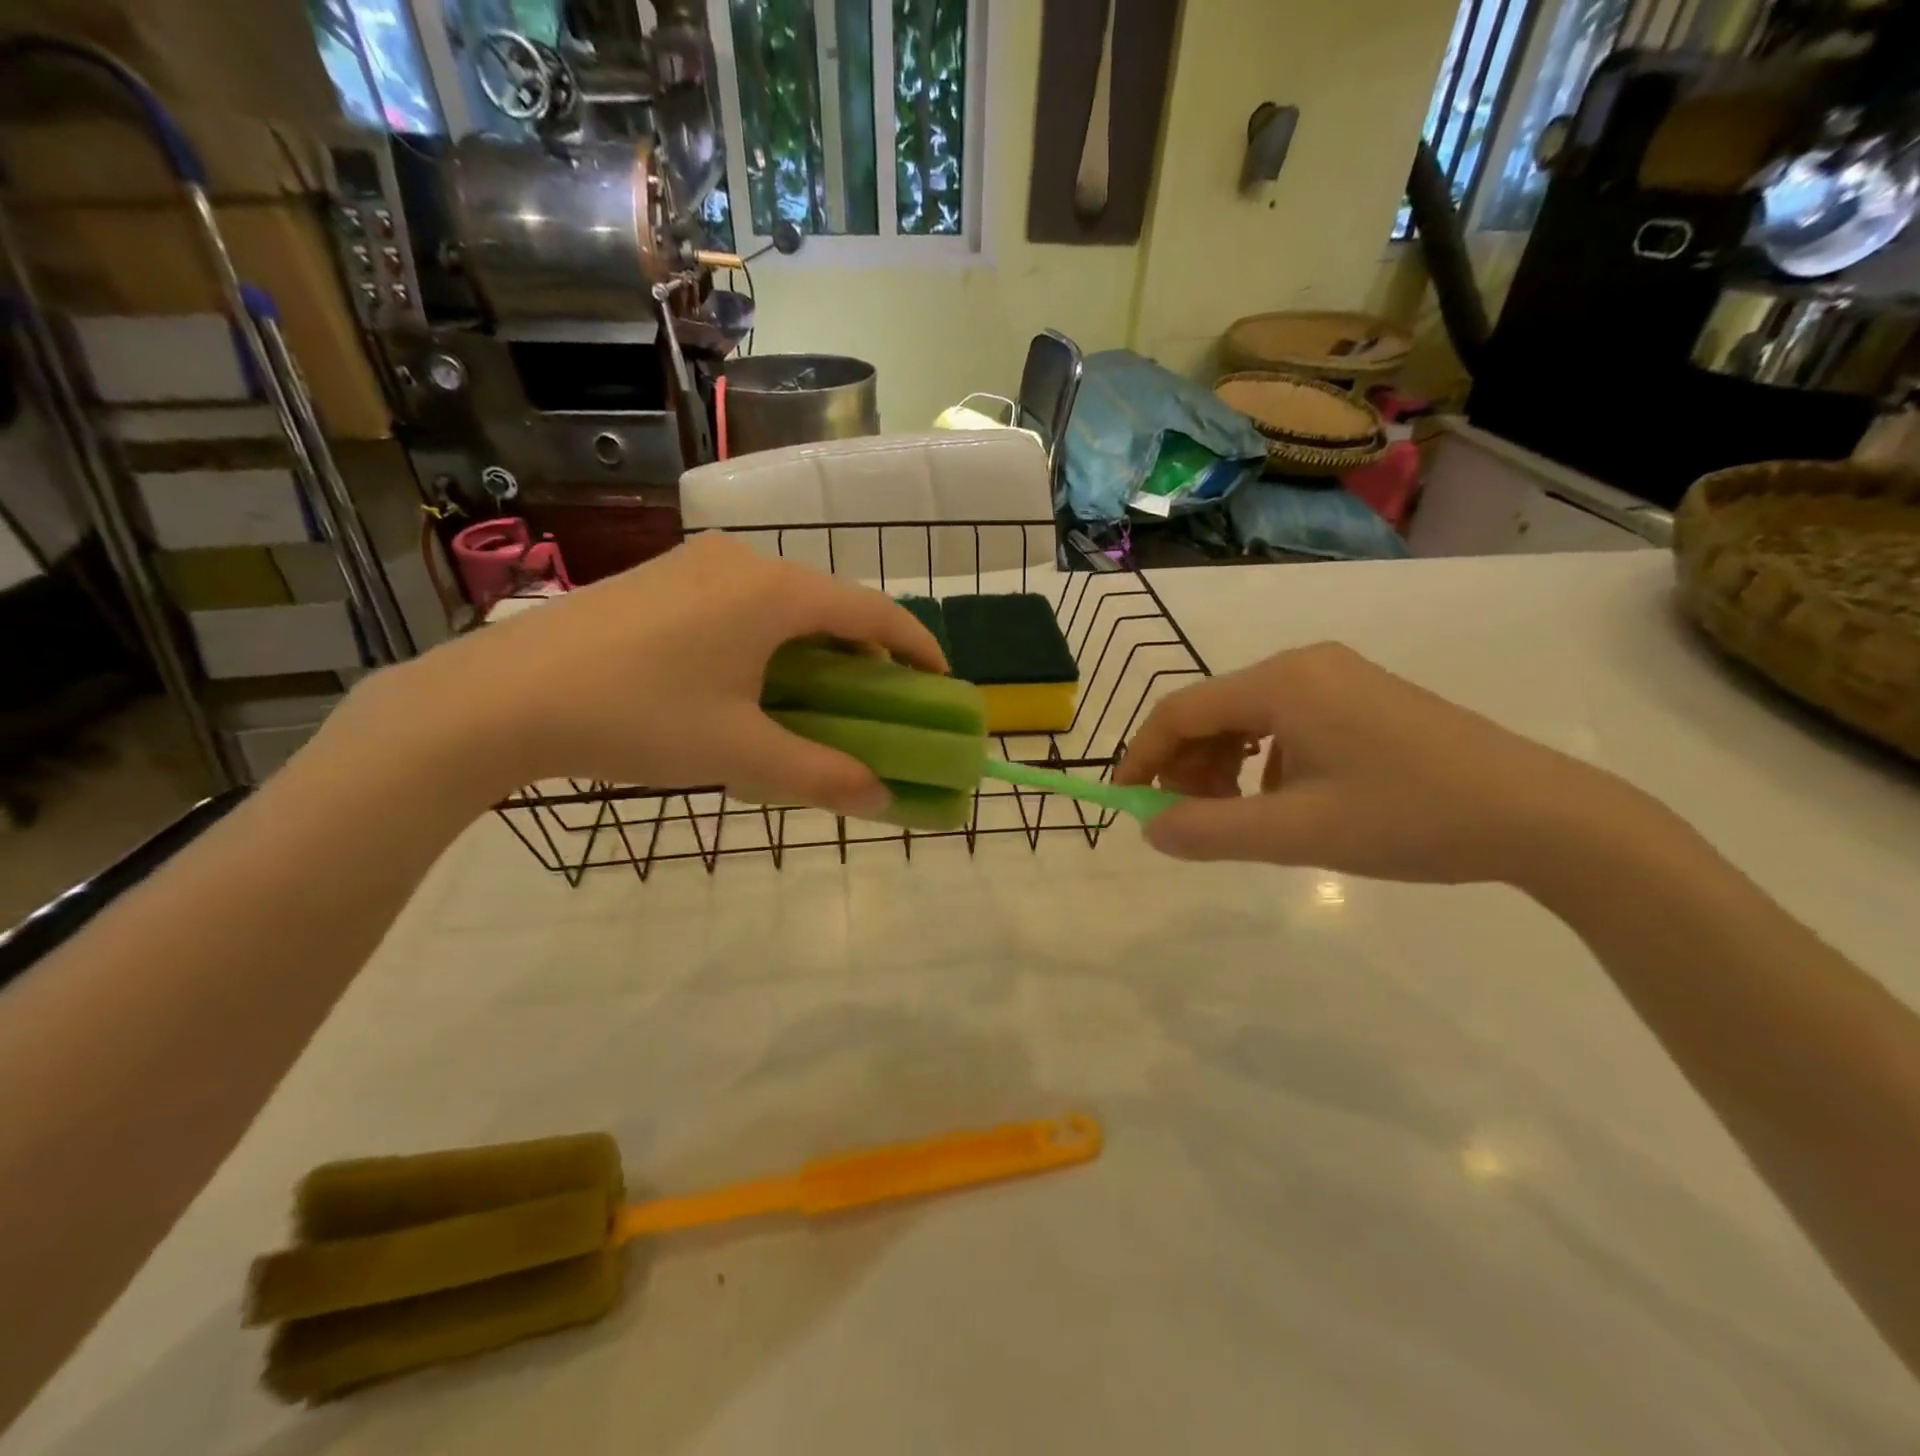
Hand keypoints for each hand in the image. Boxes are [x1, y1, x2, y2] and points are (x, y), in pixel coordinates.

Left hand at [340, 533, 945, 813]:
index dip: (917, 647)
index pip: (874, 612)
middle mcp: (744, 562)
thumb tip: (881, 800)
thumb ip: (819, 775)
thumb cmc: (635, 717)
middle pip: (831, 603)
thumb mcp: (737, 753)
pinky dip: (772, 637)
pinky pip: (744, 602)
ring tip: (821, 695)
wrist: (501, 696)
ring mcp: (697, 564)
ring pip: (785, 602)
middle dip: (867, 652)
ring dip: (817, 645)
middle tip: (881, 702)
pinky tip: (754, 678)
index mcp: (775, 593)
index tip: (941, 682)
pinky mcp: (663, 577)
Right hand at [1114, 643, 1638, 882]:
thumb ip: (1210, 831)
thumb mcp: (1296, 833)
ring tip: (1236, 816)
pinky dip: (1263, 760)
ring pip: (1248, 717)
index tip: (1126, 799)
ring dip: (1223, 765)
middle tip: (1189, 820)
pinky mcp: (1363, 698)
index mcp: (1282, 682)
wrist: (1540, 815)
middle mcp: (1304, 665)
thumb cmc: (1409, 818)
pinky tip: (1284, 799)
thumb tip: (1150, 829)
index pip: (1181, 710)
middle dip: (1187, 765)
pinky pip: (1286, 722)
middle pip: (1213, 710)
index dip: (1143, 755)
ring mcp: (1338, 678)